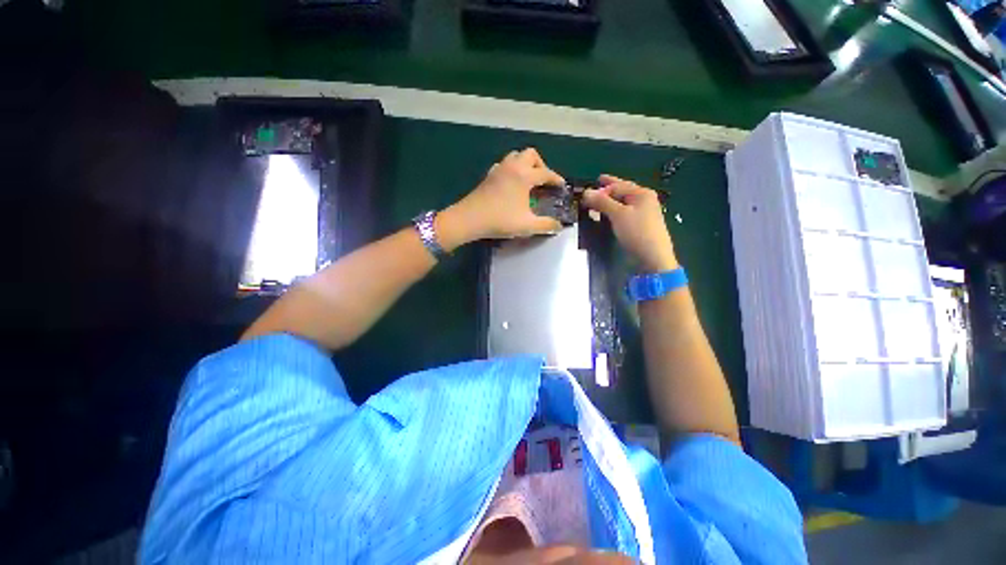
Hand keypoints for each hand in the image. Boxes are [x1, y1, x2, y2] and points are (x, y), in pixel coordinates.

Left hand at [438, 148, 564, 249]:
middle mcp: (512, 167)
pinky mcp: (488, 176)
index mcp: (524, 175)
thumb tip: (559, 226)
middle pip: (531, 154)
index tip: (562, 186)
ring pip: (515, 156)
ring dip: (525, 164)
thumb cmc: (500, 220)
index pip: (546, 173)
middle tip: (543, 181)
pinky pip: (504, 165)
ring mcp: (498, 169)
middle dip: (541, 165)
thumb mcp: (527, 225)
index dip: (556, 179)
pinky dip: (511, 169)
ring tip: (528, 181)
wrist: (469, 219)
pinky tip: (510, 184)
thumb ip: (546, 225)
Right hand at [582, 175, 677, 272]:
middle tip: (596, 183)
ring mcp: (642, 214)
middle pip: (622, 191)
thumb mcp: (618, 214)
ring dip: (609, 201)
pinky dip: (613, 211)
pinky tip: (607, 214)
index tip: (586, 193)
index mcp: (642, 194)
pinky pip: (623, 213)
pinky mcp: (638, 226)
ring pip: (622, 203)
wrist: (652, 258)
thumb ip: (602, 202)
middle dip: (608, 189)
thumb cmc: (637, 232)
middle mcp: (644, 200)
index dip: (601, 188)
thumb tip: (586, 192)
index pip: (618, 186)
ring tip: (597, 200)